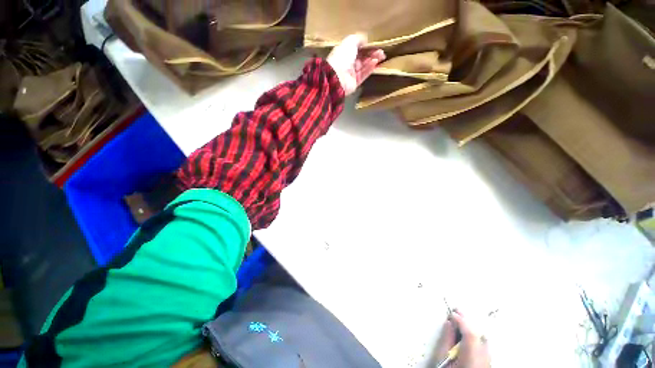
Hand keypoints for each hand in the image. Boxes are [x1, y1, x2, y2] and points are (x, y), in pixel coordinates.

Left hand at [326, 34, 385, 95]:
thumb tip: (365, 40)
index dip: (366, 46)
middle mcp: (348, 63)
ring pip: (364, 66)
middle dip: (372, 53)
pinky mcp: (355, 83)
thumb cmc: (342, 56)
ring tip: (381, 56)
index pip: (357, 49)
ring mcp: (351, 74)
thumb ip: (358, 39)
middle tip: (381, 51)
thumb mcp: (350, 41)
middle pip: (362, 58)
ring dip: (373, 60)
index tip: (376, 44)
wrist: (338, 77)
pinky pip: (364, 74)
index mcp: (344, 52)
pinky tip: (375, 62)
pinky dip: (370, 68)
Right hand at [433, 311, 490, 367]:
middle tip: (456, 310)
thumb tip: (448, 323)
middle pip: (479, 336)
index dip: (462, 321)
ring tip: (460, 320)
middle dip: (467, 322)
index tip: (452, 313)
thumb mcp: (441, 359)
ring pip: (483, 341)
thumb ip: (446, 340)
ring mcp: (487, 363)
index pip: (471, 335)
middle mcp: (484, 361)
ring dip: (471, 329)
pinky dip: (475, 337)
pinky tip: (466, 334)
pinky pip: (484, 347)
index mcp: (471, 360)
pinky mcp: (487, 364)